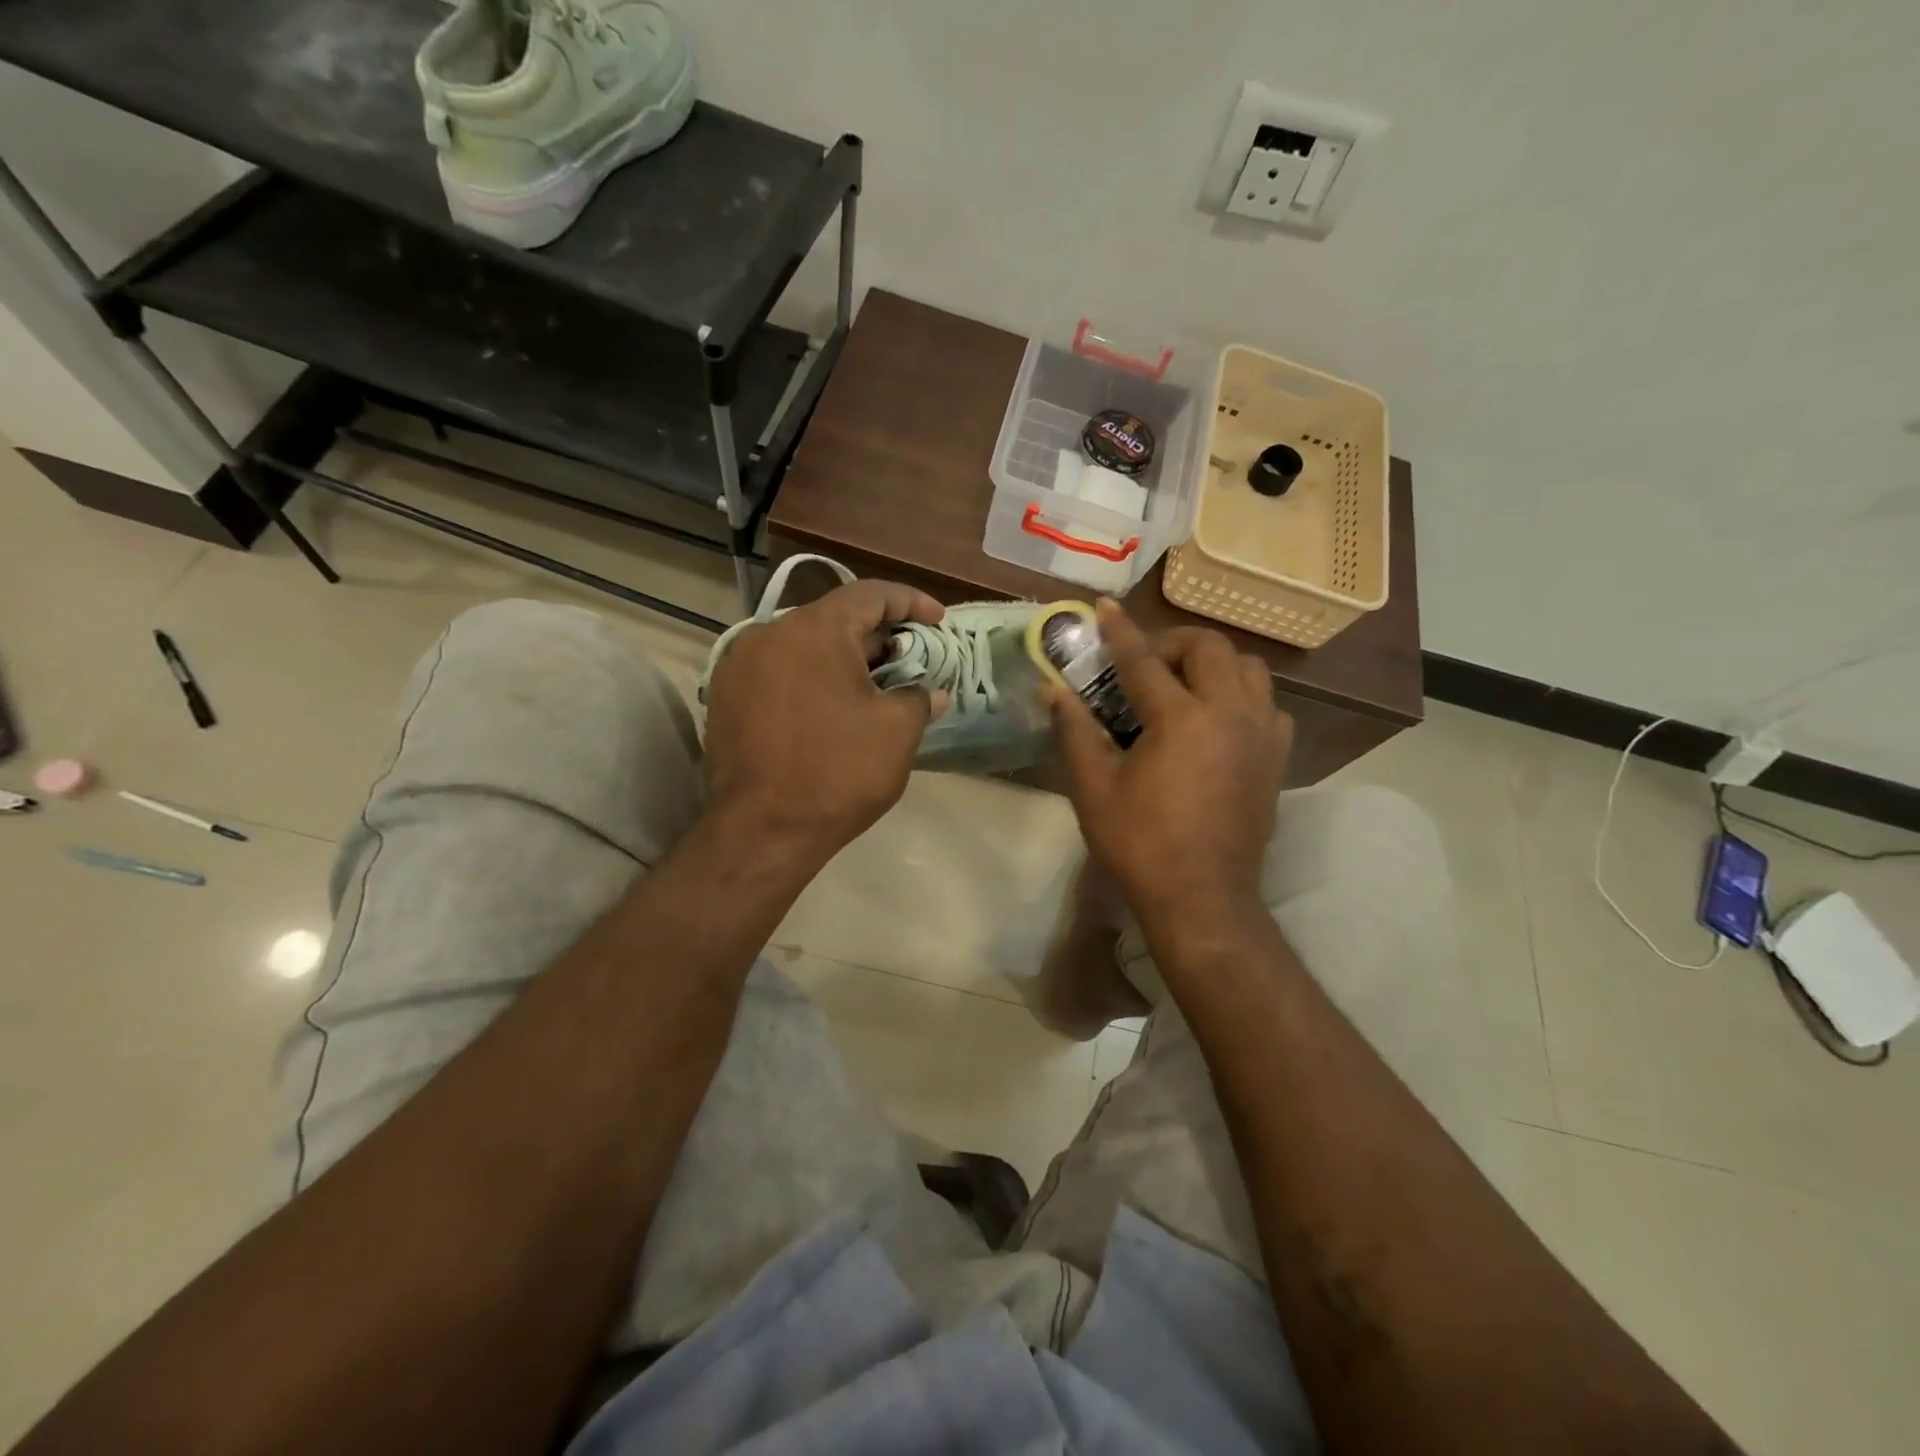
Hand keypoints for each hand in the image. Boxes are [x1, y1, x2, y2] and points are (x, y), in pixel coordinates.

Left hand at [704, 579, 947, 858]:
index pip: (870, 594)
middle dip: (879, 636)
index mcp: (814, 630)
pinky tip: (833, 708)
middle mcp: (770, 633)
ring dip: (844, 659)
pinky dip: (813, 678)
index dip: (911, 601)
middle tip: (912, 660)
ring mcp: (740, 665)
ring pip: (805, 646)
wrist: (760, 832)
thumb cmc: (836, 773)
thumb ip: (918, 698)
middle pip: (835, 618)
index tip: (938, 620)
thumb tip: (930, 692)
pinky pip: (780, 671)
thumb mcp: (896, 732)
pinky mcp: (727, 697)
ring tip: (876, 686)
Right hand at [1047, 601, 1293, 928]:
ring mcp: (1261, 734)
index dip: (1119, 631)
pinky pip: (1267, 704)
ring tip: (1184, 683)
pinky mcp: (1277, 757)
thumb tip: (1054, 690)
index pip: (1144, 659)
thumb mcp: (1094, 788)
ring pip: (1250, 668)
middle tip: (1144, 661)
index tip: (1103, 607)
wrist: (1203, 898)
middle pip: (1210, 648)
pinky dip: (1242, 695)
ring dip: (1214, 663)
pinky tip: (1217, 718)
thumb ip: (1074, 731)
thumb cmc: (1141, 845)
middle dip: (1173, 642)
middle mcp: (1230, 714)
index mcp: (1181, 719)